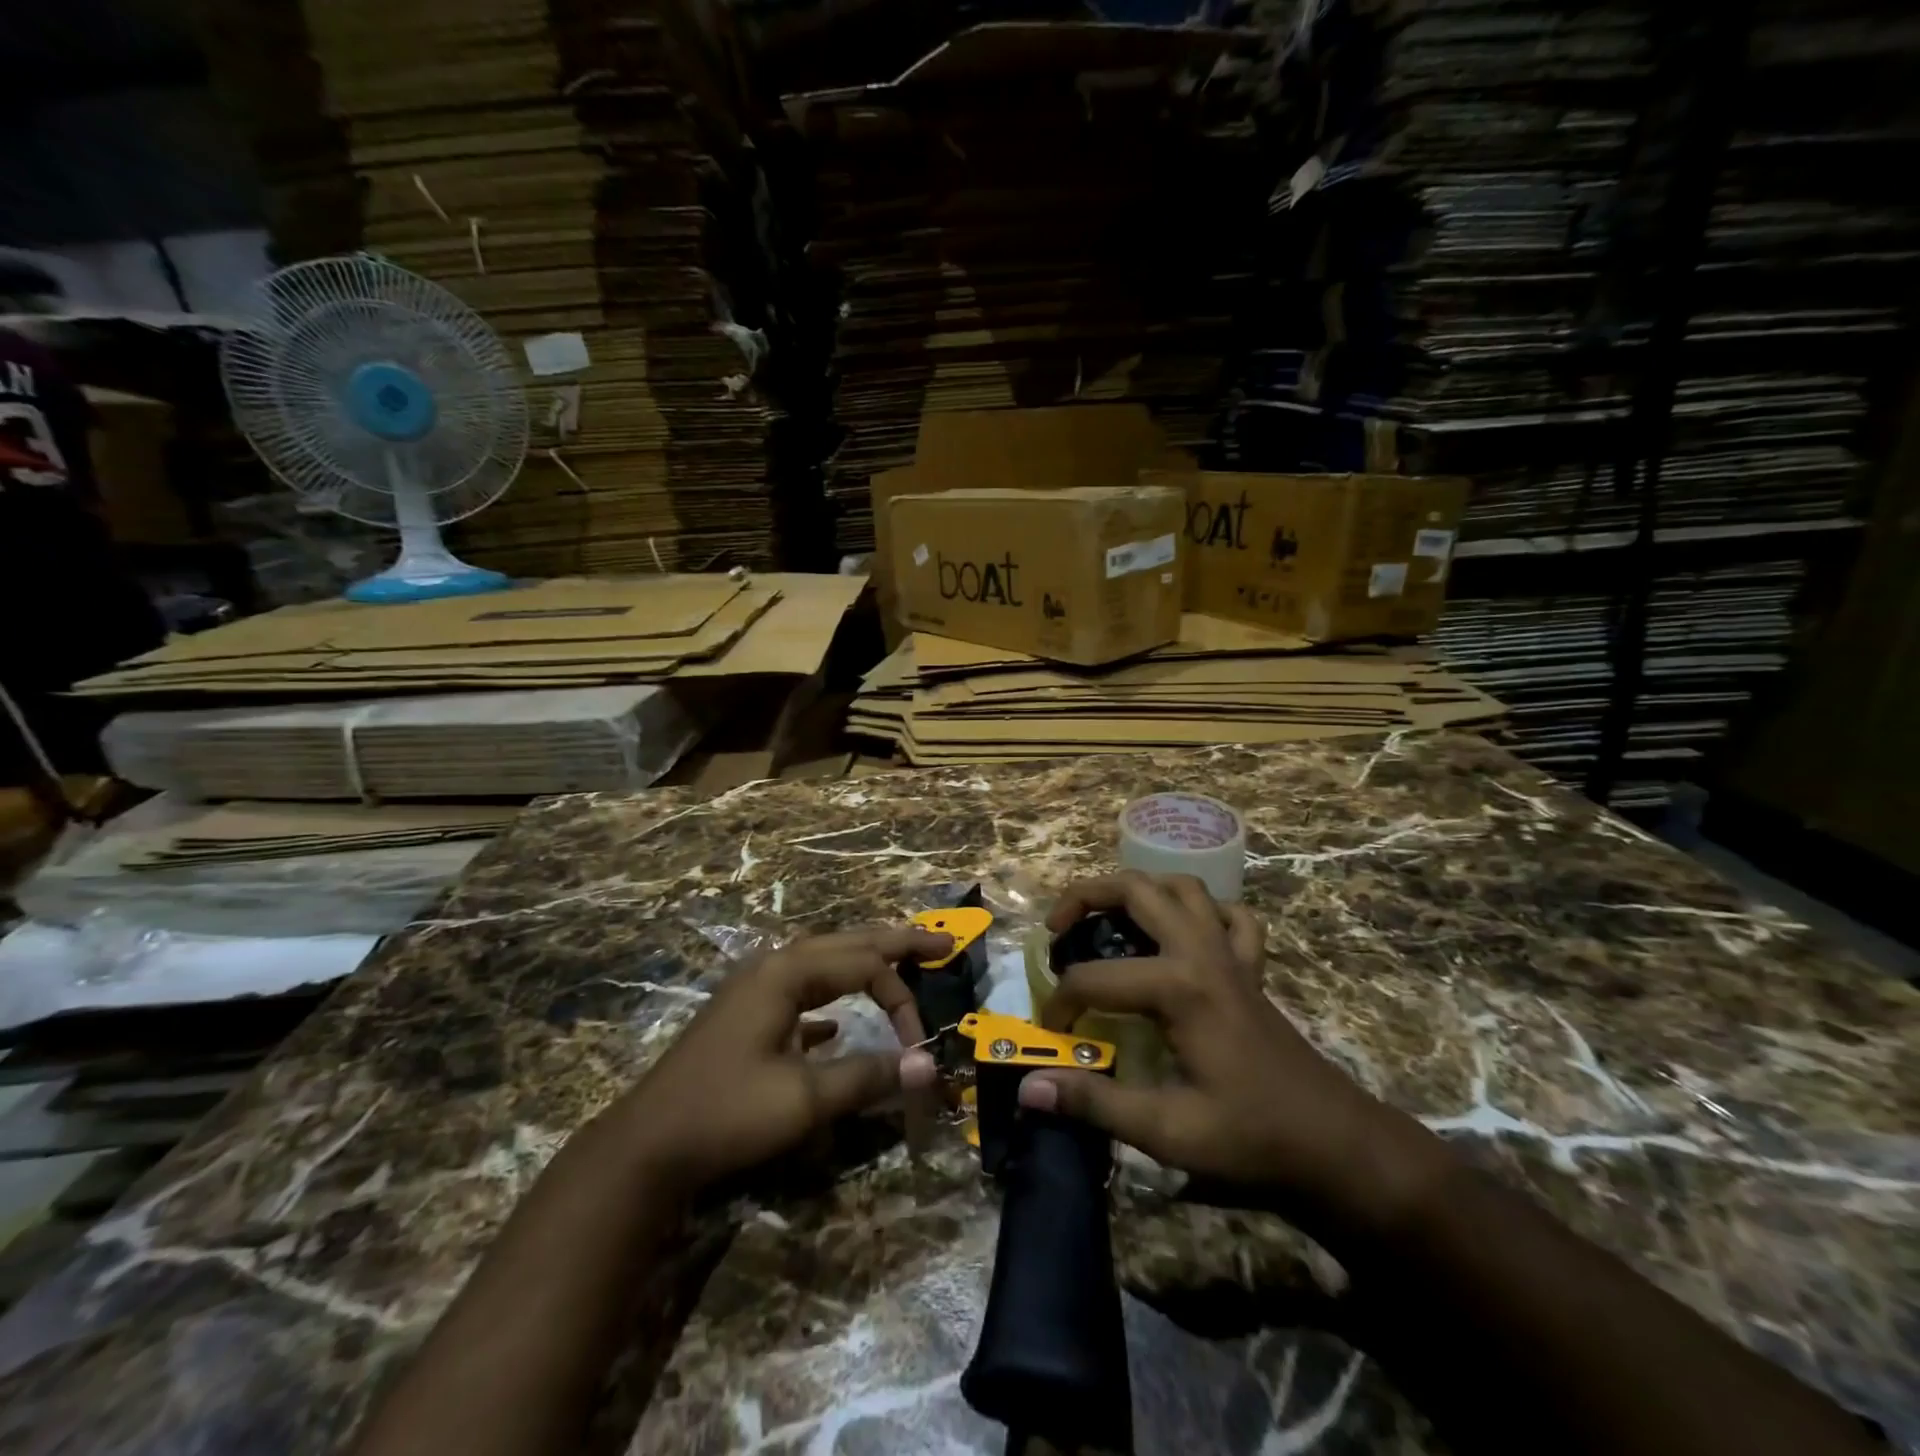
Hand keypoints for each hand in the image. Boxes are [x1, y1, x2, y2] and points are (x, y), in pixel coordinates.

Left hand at [611, 926, 948, 1193]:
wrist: (646, 1146)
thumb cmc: (726, 1113)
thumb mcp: (804, 1099)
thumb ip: (869, 1076)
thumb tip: (930, 1066)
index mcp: (788, 973)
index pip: (865, 965)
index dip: (902, 998)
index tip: (921, 1044)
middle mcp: (774, 968)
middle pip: (847, 943)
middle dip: (896, 942)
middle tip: (941, 941)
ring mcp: (756, 990)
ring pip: (824, 963)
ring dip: (864, 964)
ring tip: (901, 963)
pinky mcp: (747, 1018)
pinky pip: (802, 992)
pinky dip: (831, 999)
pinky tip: (837, 1025)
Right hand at [1021, 873, 1439, 1228]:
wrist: (1338, 1146)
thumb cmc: (1252, 1139)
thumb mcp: (1167, 1131)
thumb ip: (1095, 1103)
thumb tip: (1029, 1089)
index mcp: (1178, 987)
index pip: (1094, 978)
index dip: (1061, 1003)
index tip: (1051, 1035)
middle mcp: (1202, 952)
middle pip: (1136, 890)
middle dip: (1084, 896)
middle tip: (1057, 929)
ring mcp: (1232, 954)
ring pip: (1182, 887)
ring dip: (1140, 890)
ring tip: (1110, 918)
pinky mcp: (1252, 968)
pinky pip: (1229, 916)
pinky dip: (1203, 911)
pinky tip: (1184, 934)